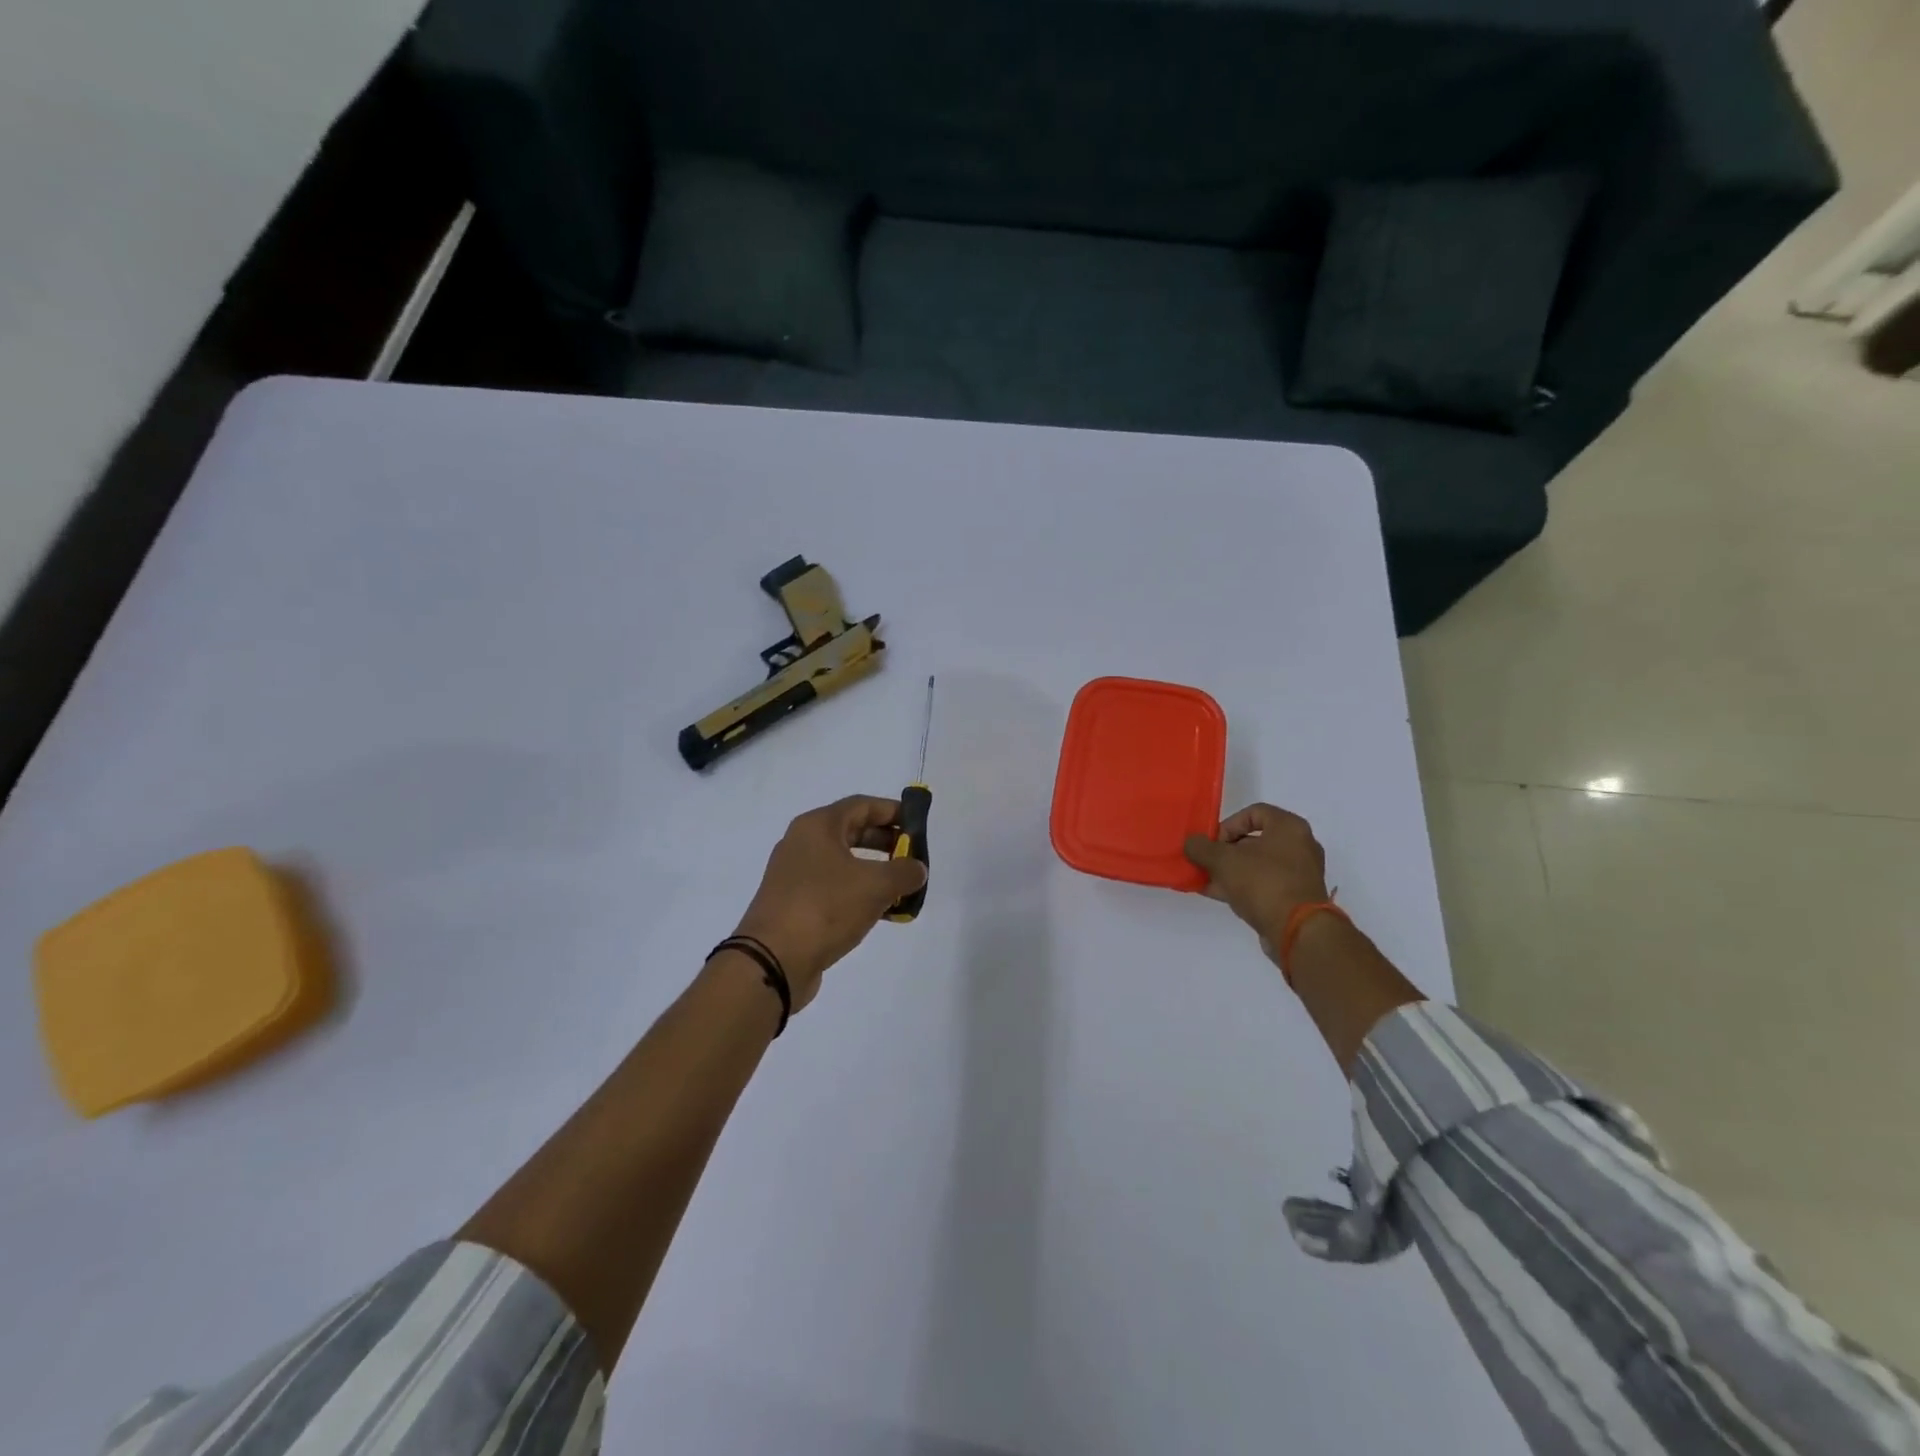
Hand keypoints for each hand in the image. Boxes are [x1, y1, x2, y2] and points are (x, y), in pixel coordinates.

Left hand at [730, 795, 927, 1012]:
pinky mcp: (794, 904)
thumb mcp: (876, 885)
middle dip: (886, 842)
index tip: (919, 824)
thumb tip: (917, 869)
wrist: (773, 960)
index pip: (862, 805)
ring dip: (875, 871)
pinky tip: (881, 912)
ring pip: (844, 862)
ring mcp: (795, 875)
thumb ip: (904, 872)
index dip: (893, 811)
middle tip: (914, 856)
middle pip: (852, 832)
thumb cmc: (825, 907)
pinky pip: (834, 888)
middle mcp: (802, 843)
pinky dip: (858, 893)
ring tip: (902, 887)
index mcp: (818, 826)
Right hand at [1184, 803, 1331, 942]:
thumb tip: (1191, 843)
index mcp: (1289, 827)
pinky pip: (1264, 884)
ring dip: (1229, 871)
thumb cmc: (1263, 882)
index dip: (1228, 824)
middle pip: (1254, 840)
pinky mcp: (1296, 897)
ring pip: (1257, 865)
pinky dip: (1241, 886)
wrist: (1297, 931)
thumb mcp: (1223, 860)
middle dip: (1224, 851)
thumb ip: (1201, 848)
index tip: (1212, 843)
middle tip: (1205, 862)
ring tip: (1205, 880)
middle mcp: (1300, 846)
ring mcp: (1300, 874)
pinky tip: (1216, 893)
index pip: (1254, 812)